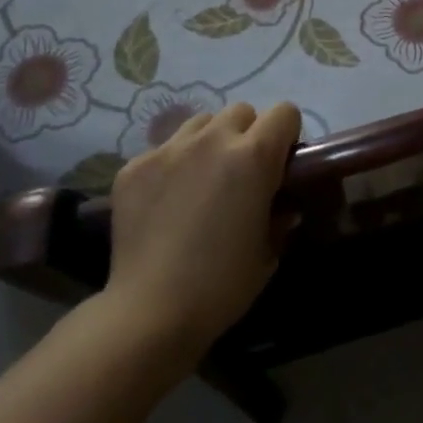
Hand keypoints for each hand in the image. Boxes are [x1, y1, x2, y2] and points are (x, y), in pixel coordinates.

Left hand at [104, 101, 300, 354]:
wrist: (150, 311)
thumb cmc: (222, 285)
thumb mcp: (268, 251)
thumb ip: (279, 216)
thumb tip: (281, 205)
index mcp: (254, 156)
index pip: (284, 112)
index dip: (287, 135)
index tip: (281, 164)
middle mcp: (212, 140)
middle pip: (241, 111)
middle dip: (248, 134)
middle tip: (242, 174)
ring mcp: (169, 149)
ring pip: (200, 123)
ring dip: (210, 142)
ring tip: (202, 180)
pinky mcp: (134, 166)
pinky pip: (164, 149)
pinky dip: (173, 166)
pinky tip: (166, 203)